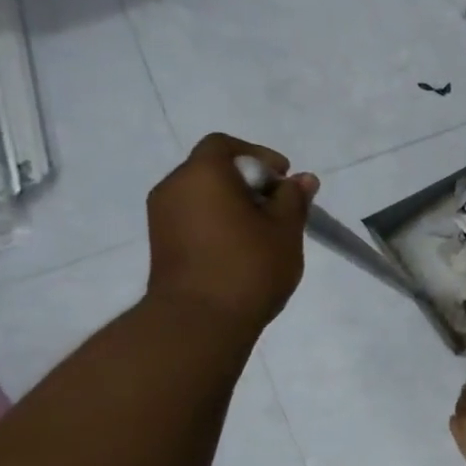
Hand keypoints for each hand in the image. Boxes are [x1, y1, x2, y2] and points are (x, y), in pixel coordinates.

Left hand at [145, 134, 317, 334]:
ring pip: (203, 195)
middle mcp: (174, 187)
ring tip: (264, 231)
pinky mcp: (162, 242)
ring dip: (233, 204)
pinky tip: (243, 247)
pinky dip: (218, 221)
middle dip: (249, 182)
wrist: (200, 320)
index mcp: (203, 175)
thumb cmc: (249, 266)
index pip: (225, 145)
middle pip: (212, 169)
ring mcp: (162, 216)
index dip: (258, 155)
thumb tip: (303, 179)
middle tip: (280, 208)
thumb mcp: (285, 230)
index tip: (284, 179)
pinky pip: (194, 217)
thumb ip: (294, 199)